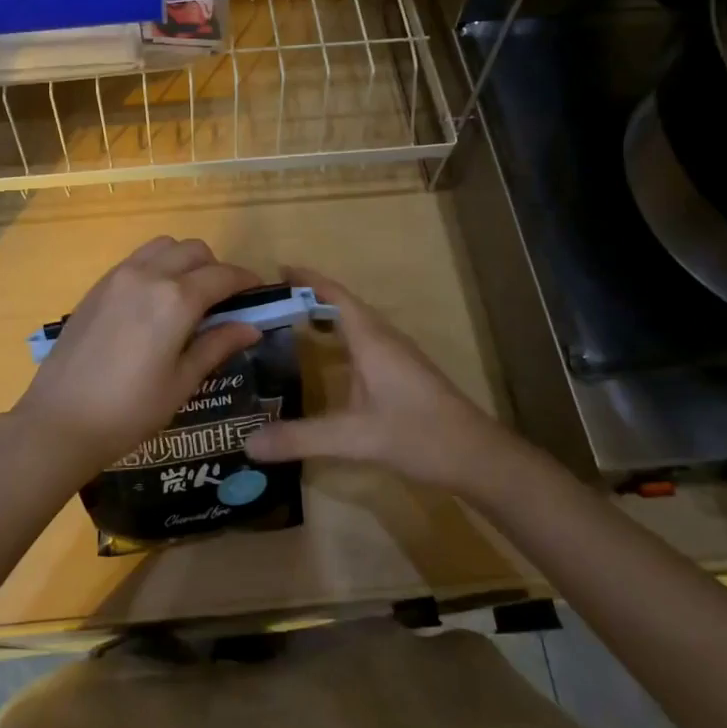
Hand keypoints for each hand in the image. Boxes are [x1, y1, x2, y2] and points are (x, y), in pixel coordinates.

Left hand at [7, 237, 262, 490]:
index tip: (258, 294)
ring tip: (187, 296)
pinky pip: (136, 260)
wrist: (60, 421)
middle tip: (222, 301)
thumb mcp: (182, 382)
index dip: (246, 282)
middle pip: (194, 250)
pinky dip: (156, 267)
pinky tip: (154, 302)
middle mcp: (148, 276)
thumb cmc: (130, 410)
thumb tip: (251, 327)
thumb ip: (217, 345)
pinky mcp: (97, 287)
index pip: (223, 276)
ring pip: (163, 247)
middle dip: (216, 268)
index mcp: (176, 299)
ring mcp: (118, 277)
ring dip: (184, 261)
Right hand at [243, 267, 526, 498]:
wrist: (478, 457)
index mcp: (372, 340)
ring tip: (291, 326)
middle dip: (310, 298)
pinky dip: (340, 341)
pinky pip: (365, 344)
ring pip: (357, 325)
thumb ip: (301, 438)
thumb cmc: (419, 435)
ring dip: (327, 318)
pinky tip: (327, 364)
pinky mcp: (404, 375)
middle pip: (345, 306)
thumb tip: (248, 443)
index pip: (335, 295)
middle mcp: (385, 340)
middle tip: (271, 303)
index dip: (308, 279)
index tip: (276, 270)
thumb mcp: (354, 438)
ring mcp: (398, 357)